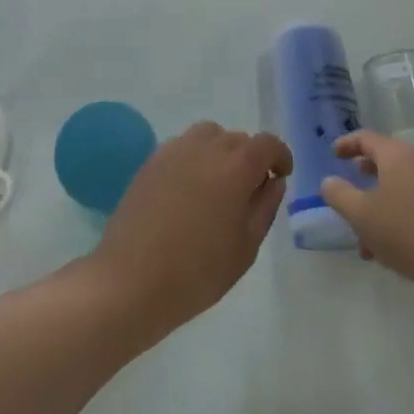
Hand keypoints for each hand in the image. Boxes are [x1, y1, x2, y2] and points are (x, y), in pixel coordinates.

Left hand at [85, 121, 291, 337]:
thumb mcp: (245, 247)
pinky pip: (183, 146)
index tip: (281, 175)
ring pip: (209, 135)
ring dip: (221, 151)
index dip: (279, 156)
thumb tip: (272, 180)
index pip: (267, 143)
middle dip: (250, 158)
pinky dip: (195, 157)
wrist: (132, 278)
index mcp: (236, 166)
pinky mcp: (152, 159)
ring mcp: (175, 149)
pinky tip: (190, 190)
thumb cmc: (197, 272)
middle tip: (249, 191)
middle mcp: (207, 147)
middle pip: (238, 138)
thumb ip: (264, 207)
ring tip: (218, 186)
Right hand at [320, 131, 413, 297]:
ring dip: (380, 204)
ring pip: (401, 187)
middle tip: (348, 189)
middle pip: (386, 161)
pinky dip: (399, 215)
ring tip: (365, 236)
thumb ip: (339, 195)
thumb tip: (329, 182)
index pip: (366, 138)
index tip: (333, 155)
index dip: (346, 144)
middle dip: (364, 177)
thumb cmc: (409, 234)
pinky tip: (391, 249)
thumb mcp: (363, 215)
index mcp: (398, 155)